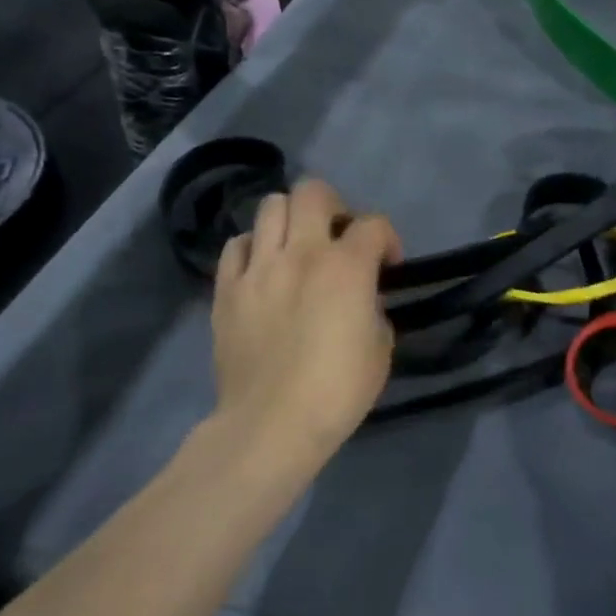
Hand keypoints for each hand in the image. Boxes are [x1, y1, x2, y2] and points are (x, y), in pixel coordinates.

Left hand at [208, 179, 401, 470]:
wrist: (272, 424)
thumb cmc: (338, 390)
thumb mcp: (381, 348)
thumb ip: (375, 308)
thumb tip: (362, 298)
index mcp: (346, 266)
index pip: (374, 224)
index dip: (388, 239)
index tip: (389, 265)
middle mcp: (301, 252)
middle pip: (314, 191)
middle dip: (334, 206)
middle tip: (338, 237)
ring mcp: (259, 267)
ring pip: (270, 206)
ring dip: (291, 220)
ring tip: (297, 247)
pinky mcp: (227, 288)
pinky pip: (236, 245)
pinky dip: (253, 248)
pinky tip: (263, 270)